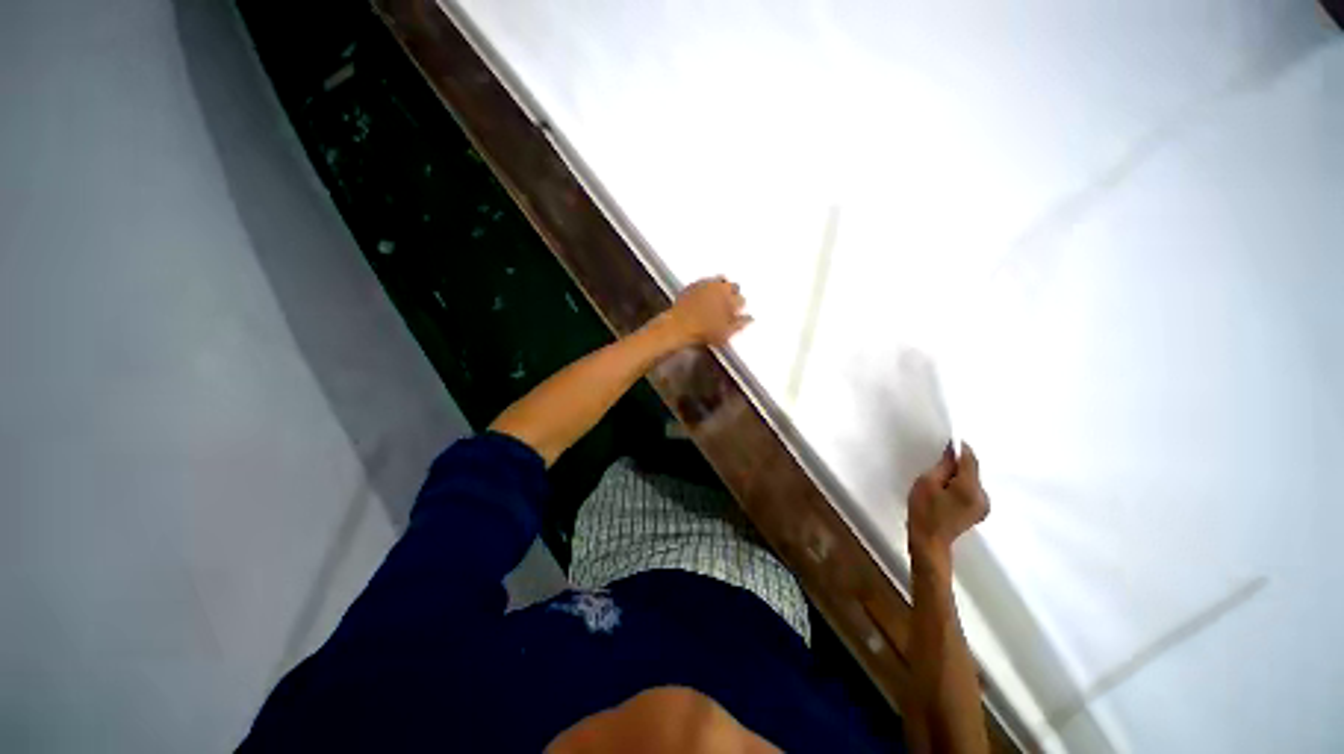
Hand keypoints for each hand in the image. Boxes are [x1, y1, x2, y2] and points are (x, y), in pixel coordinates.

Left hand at [663, 276, 750, 346]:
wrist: (679, 326)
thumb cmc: (704, 332)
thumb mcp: (726, 334)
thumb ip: (740, 324)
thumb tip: (750, 318)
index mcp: (731, 299)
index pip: (742, 300)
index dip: (740, 307)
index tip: (736, 312)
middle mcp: (721, 287)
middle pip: (733, 286)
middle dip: (733, 294)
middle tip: (728, 304)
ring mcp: (706, 283)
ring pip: (719, 280)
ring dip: (721, 287)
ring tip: (717, 297)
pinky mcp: (693, 284)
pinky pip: (705, 282)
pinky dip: (707, 287)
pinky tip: (704, 295)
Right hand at [907, 443, 989, 569]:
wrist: (929, 542)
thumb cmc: (924, 511)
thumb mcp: (927, 483)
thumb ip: (943, 465)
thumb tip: (953, 449)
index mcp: (970, 488)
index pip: (970, 460)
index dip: (960, 448)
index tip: (949, 441)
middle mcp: (983, 495)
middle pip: (972, 470)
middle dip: (957, 464)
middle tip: (937, 464)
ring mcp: (983, 505)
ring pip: (971, 480)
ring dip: (958, 475)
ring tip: (939, 480)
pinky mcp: (979, 511)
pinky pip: (971, 490)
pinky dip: (960, 485)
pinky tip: (946, 491)